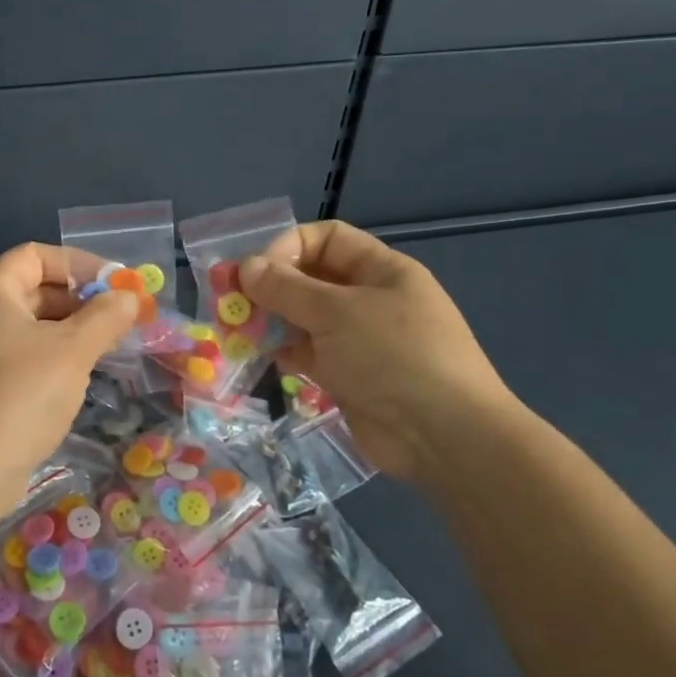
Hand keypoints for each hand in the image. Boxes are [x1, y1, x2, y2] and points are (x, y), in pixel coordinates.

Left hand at [0, 242, 137, 511]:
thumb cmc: (19, 396)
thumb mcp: (72, 351)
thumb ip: (105, 317)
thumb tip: (129, 297)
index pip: (35, 255)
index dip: (79, 264)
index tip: (116, 285)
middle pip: (33, 289)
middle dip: (79, 300)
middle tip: (120, 319)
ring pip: (28, 327)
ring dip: (69, 331)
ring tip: (108, 348)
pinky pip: (19, 357)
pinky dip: (51, 358)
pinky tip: (78, 378)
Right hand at [239, 221, 515, 480]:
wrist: (445, 438)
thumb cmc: (394, 356)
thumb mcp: (337, 312)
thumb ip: (286, 289)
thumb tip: (245, 267)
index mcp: (381, 270)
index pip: (326, 238)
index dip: (287, 246)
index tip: (255, 271)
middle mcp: (370, 299)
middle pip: (311, 278)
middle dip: (271, 286)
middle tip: (230, 301)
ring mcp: (360, 340)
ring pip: (305, 318)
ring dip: (272, 320)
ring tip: (238, 331)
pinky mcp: (350, 376)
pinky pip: (309, 353)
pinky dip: (285, 351)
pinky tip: (264, 357)